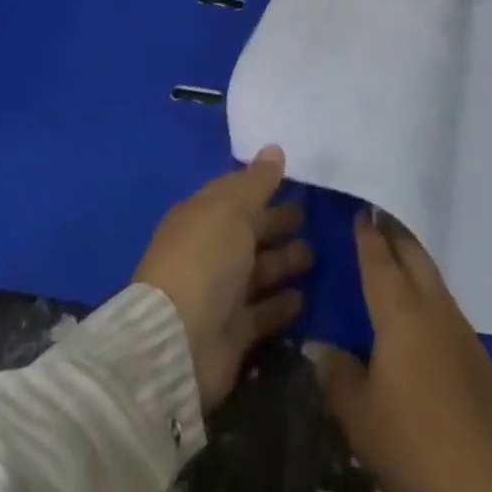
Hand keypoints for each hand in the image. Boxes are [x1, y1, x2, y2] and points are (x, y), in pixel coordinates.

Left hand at [134, 145, 311, 410]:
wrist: (179, 343)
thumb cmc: (205, 260)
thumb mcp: (232, 208)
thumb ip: (257, 181)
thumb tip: (275, 149)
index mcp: (201, 216)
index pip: (235, 194)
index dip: (261, 186)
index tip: (292, 180)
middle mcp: (209, 251)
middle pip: (248, 231)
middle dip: (276, 222)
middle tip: (308, 216)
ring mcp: (220, 293)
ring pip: (258, 270)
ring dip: (283, 261)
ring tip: (313, 255)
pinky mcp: (233, 332)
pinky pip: (262, 311)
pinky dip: (281, 304)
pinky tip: (304, 297)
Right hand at [312, 212, 491, 491]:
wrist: (489, 481)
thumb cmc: (414, 440)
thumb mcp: (361, 416)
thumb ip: (337, 376)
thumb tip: (319, 347)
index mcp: (399, 310)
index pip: (380, 260)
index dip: (368, 235)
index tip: (360, 210)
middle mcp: (431, 304)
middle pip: (412, 254)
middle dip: (394, 233)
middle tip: (377, 218)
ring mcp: (458, 324)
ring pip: (431, 274)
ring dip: (413, 257)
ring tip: (396, 253)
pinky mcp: (475, 350)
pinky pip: (444, 299)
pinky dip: (427, 286)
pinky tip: (419, 303)